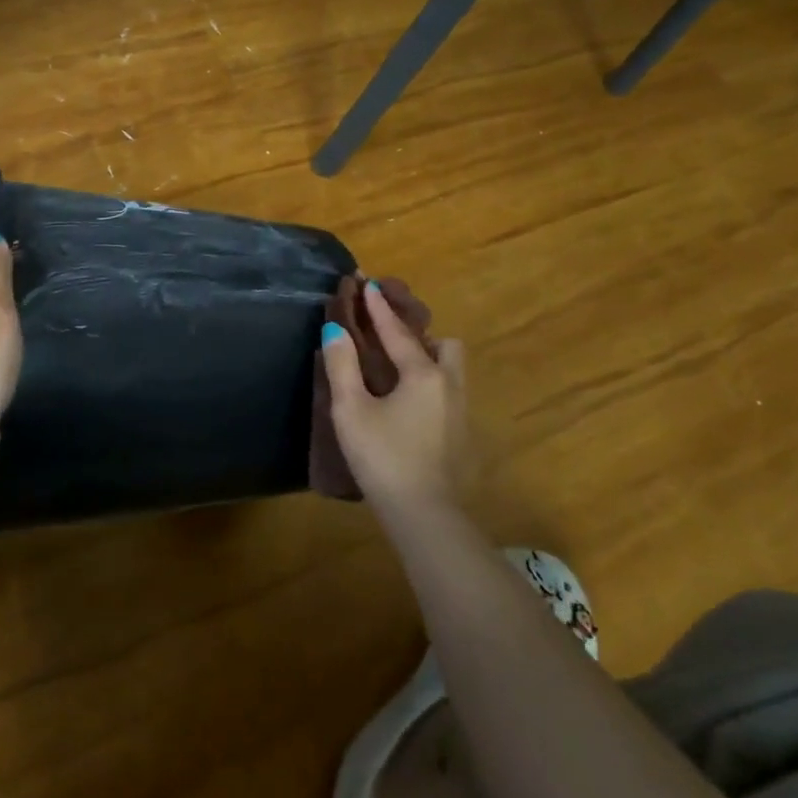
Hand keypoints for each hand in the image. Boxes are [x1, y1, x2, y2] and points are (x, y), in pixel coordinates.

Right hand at [320, 281, 467, 506]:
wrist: (424, 514)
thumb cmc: (383, 457)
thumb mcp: (351, 410)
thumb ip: (342, 366)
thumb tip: (336, 330)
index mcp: (422, 374)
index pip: (397, 332)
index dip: (379, 308)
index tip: (369, 283)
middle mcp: (448, 385)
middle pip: (442, 345)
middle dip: (418, 334)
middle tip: (389, 338)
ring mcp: (460, 411)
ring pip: (450, 370)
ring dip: (428, 359)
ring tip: (398, 369)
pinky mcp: (461, 435)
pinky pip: (447, 392)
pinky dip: (430, 383)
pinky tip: (409, 403)